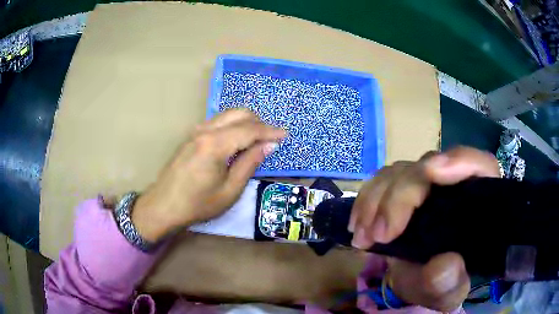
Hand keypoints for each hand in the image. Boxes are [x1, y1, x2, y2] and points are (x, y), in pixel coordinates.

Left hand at [131, 109, 285, 241]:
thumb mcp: (230, 190)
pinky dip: (233, 126)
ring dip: (246, 123)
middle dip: (259, 122)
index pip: (249, 129)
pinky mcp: (192, 136)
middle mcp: (205, 130)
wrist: (164, 206)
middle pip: (238, 114)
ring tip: (258, 140)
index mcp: (215, 144)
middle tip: (271, 138)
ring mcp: (196, 131)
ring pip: (227, 115)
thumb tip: (269, 145)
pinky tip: (238, 141)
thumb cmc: (198, 204)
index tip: (285, 135)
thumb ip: (250, 163)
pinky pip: (218, 123)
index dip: (270, 131)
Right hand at [349, 147, 499, 310]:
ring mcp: (427, 185)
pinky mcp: (404, 190)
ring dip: (375, 200)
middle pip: (428, 168)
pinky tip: (358, 224)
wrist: (421, 282)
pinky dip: (366, 201)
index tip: (431, 172)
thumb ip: (450, 283)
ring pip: (400, 172)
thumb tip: (444, 265)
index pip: (479, 165)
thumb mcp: (449, 292)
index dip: (459, 161)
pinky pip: (381, 181)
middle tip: (378, 235)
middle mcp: (453, 184)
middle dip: (399, 197)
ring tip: (363, 236)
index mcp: (478, 201)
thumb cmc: (443, 285)